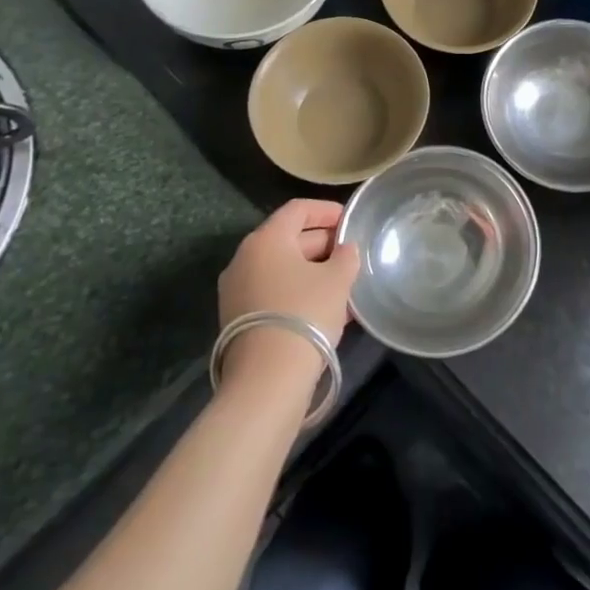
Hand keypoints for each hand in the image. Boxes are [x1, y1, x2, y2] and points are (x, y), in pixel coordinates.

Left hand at [217, 200, 359, 377]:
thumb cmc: (305, 313)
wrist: (267, 380)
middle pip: (289, 239)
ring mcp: (237, 291)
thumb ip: (346, 256)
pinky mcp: (238, 320)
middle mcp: (245, 259)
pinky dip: (299, 292)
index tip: (351, 220)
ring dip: (313, 271)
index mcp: (266, 240)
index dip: (327, 210)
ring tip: (345, 283)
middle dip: (323, 244)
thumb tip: (345, 249)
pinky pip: (274, 293)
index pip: (298, 209)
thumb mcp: (338, 279)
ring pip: (282, 269)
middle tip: (352, 254)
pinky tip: (327, 308)